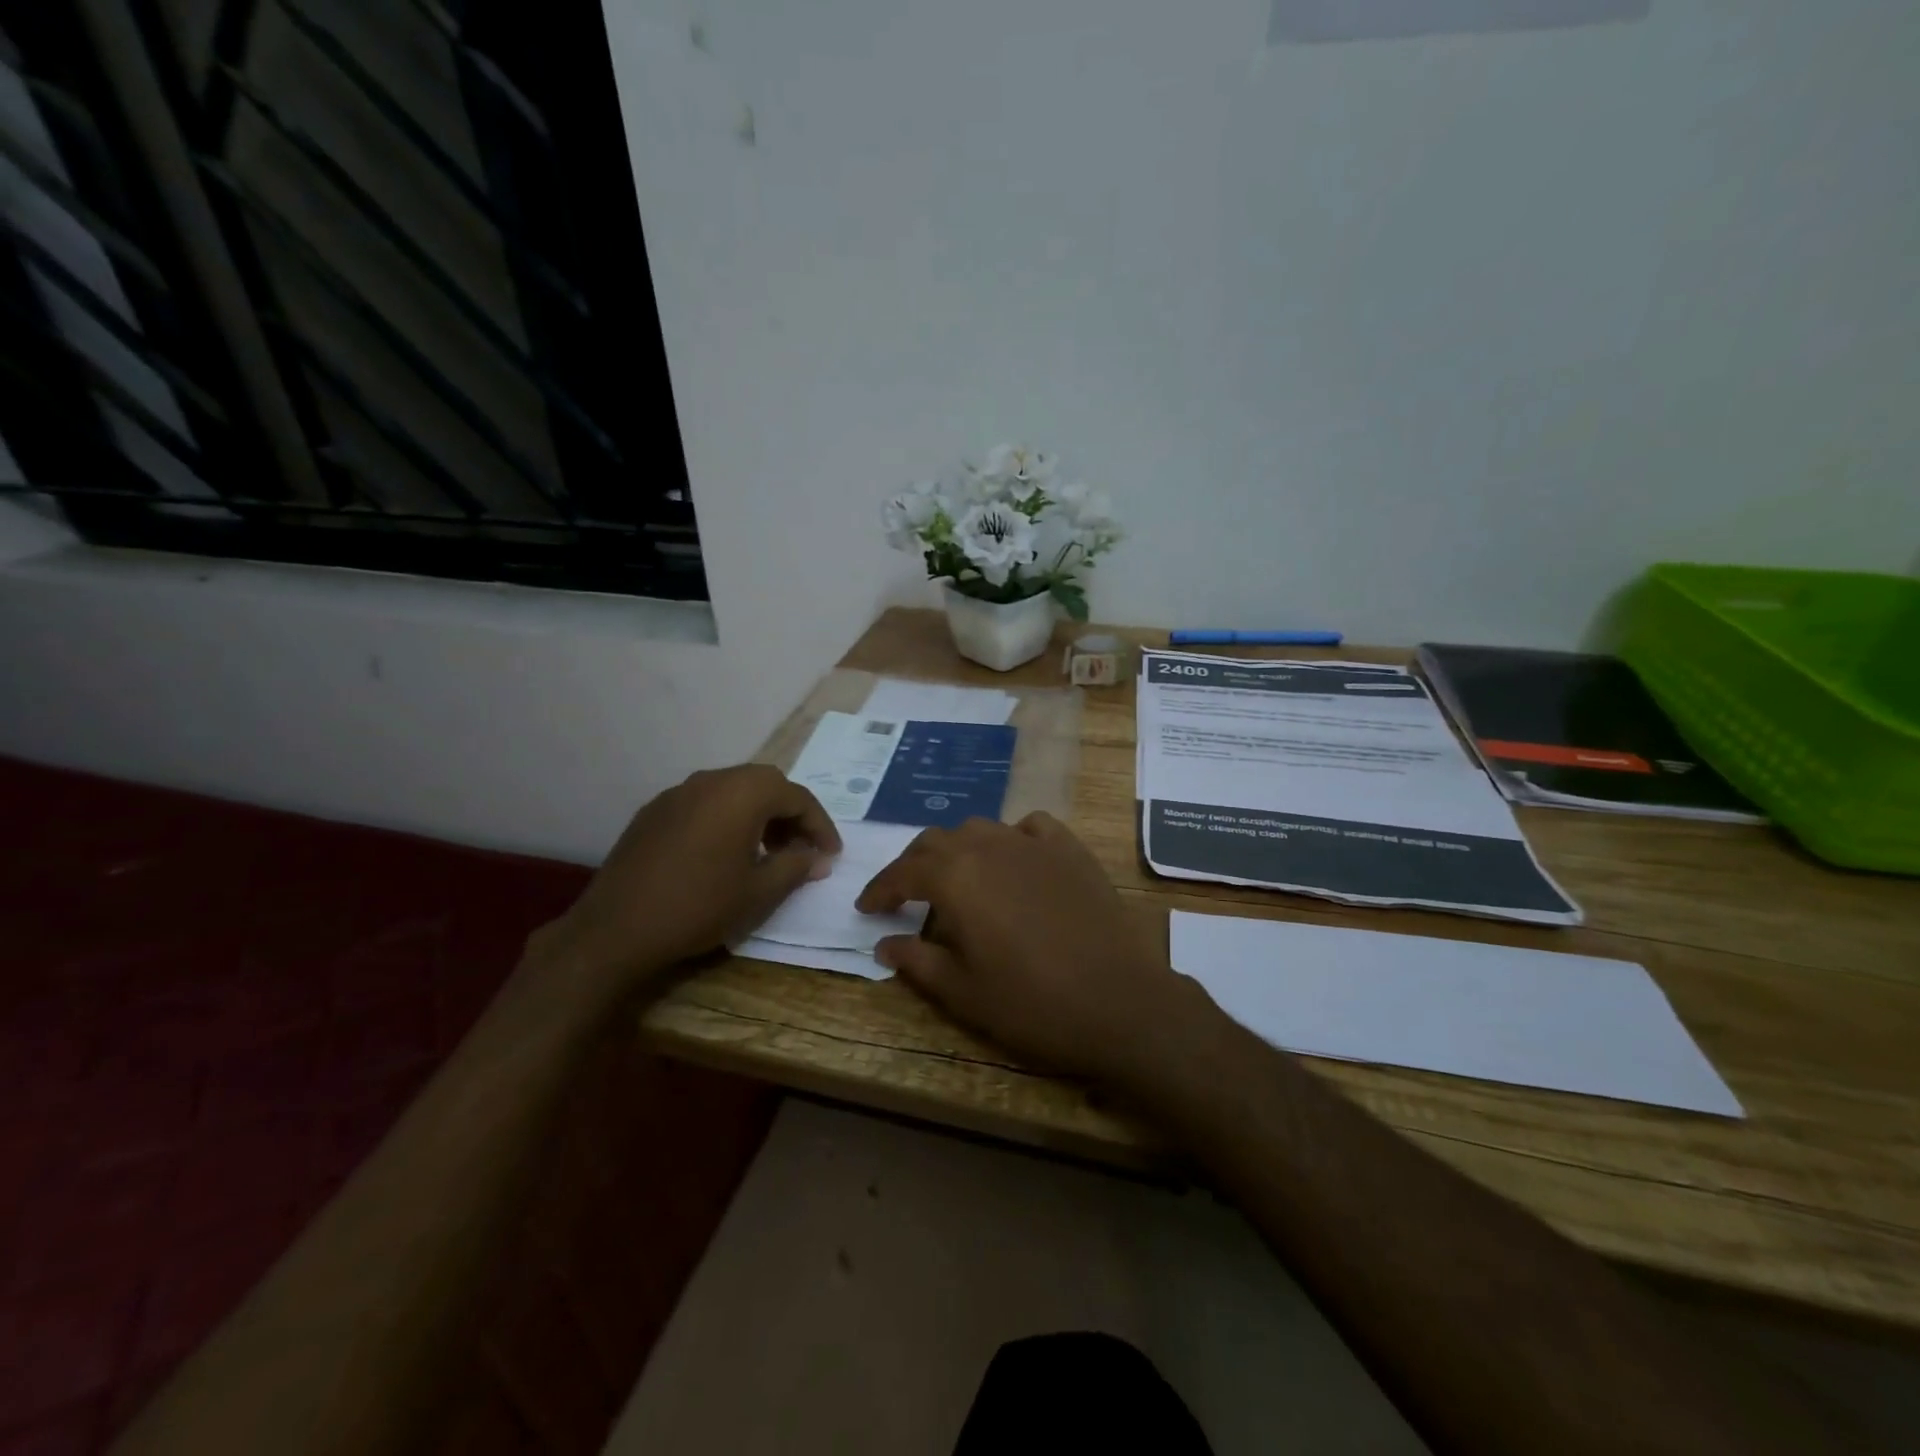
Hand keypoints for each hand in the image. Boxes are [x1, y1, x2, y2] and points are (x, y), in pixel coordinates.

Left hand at [526, 765, 839, 1007]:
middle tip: (801, 849)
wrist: (615, 929)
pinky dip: (726, 818)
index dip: (820, 825)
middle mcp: (711, 780)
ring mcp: (678, 792)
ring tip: (765, 853)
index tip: (831, 854)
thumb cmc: (698, 907)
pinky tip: (723, 854)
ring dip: (758, 814)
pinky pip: (704, 803)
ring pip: (733, 790)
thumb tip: (818, 858)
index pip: (796, 796)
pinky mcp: (654, 811)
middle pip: (765, 784)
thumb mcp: (758, 892)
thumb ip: (796, 866)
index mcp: (742, 793)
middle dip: (790, 814)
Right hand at [856, 813, 1197, 1084]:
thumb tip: (883, 944)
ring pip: (980, 830)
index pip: (903, 872)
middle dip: (914, 866)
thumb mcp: (963, 993)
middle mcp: (989, 847)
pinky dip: (1010, 838)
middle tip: (905, 896)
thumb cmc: (1033, 1003)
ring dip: (958, 849)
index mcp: (956, 878)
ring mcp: (1034, 844)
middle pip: (937, 841)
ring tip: (957, 878)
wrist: (1120, 1002)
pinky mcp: (1071, 850)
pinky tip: (1014, 859)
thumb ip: (917, 962)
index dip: (880, 888)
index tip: (867, 906)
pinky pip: (1030, 827)